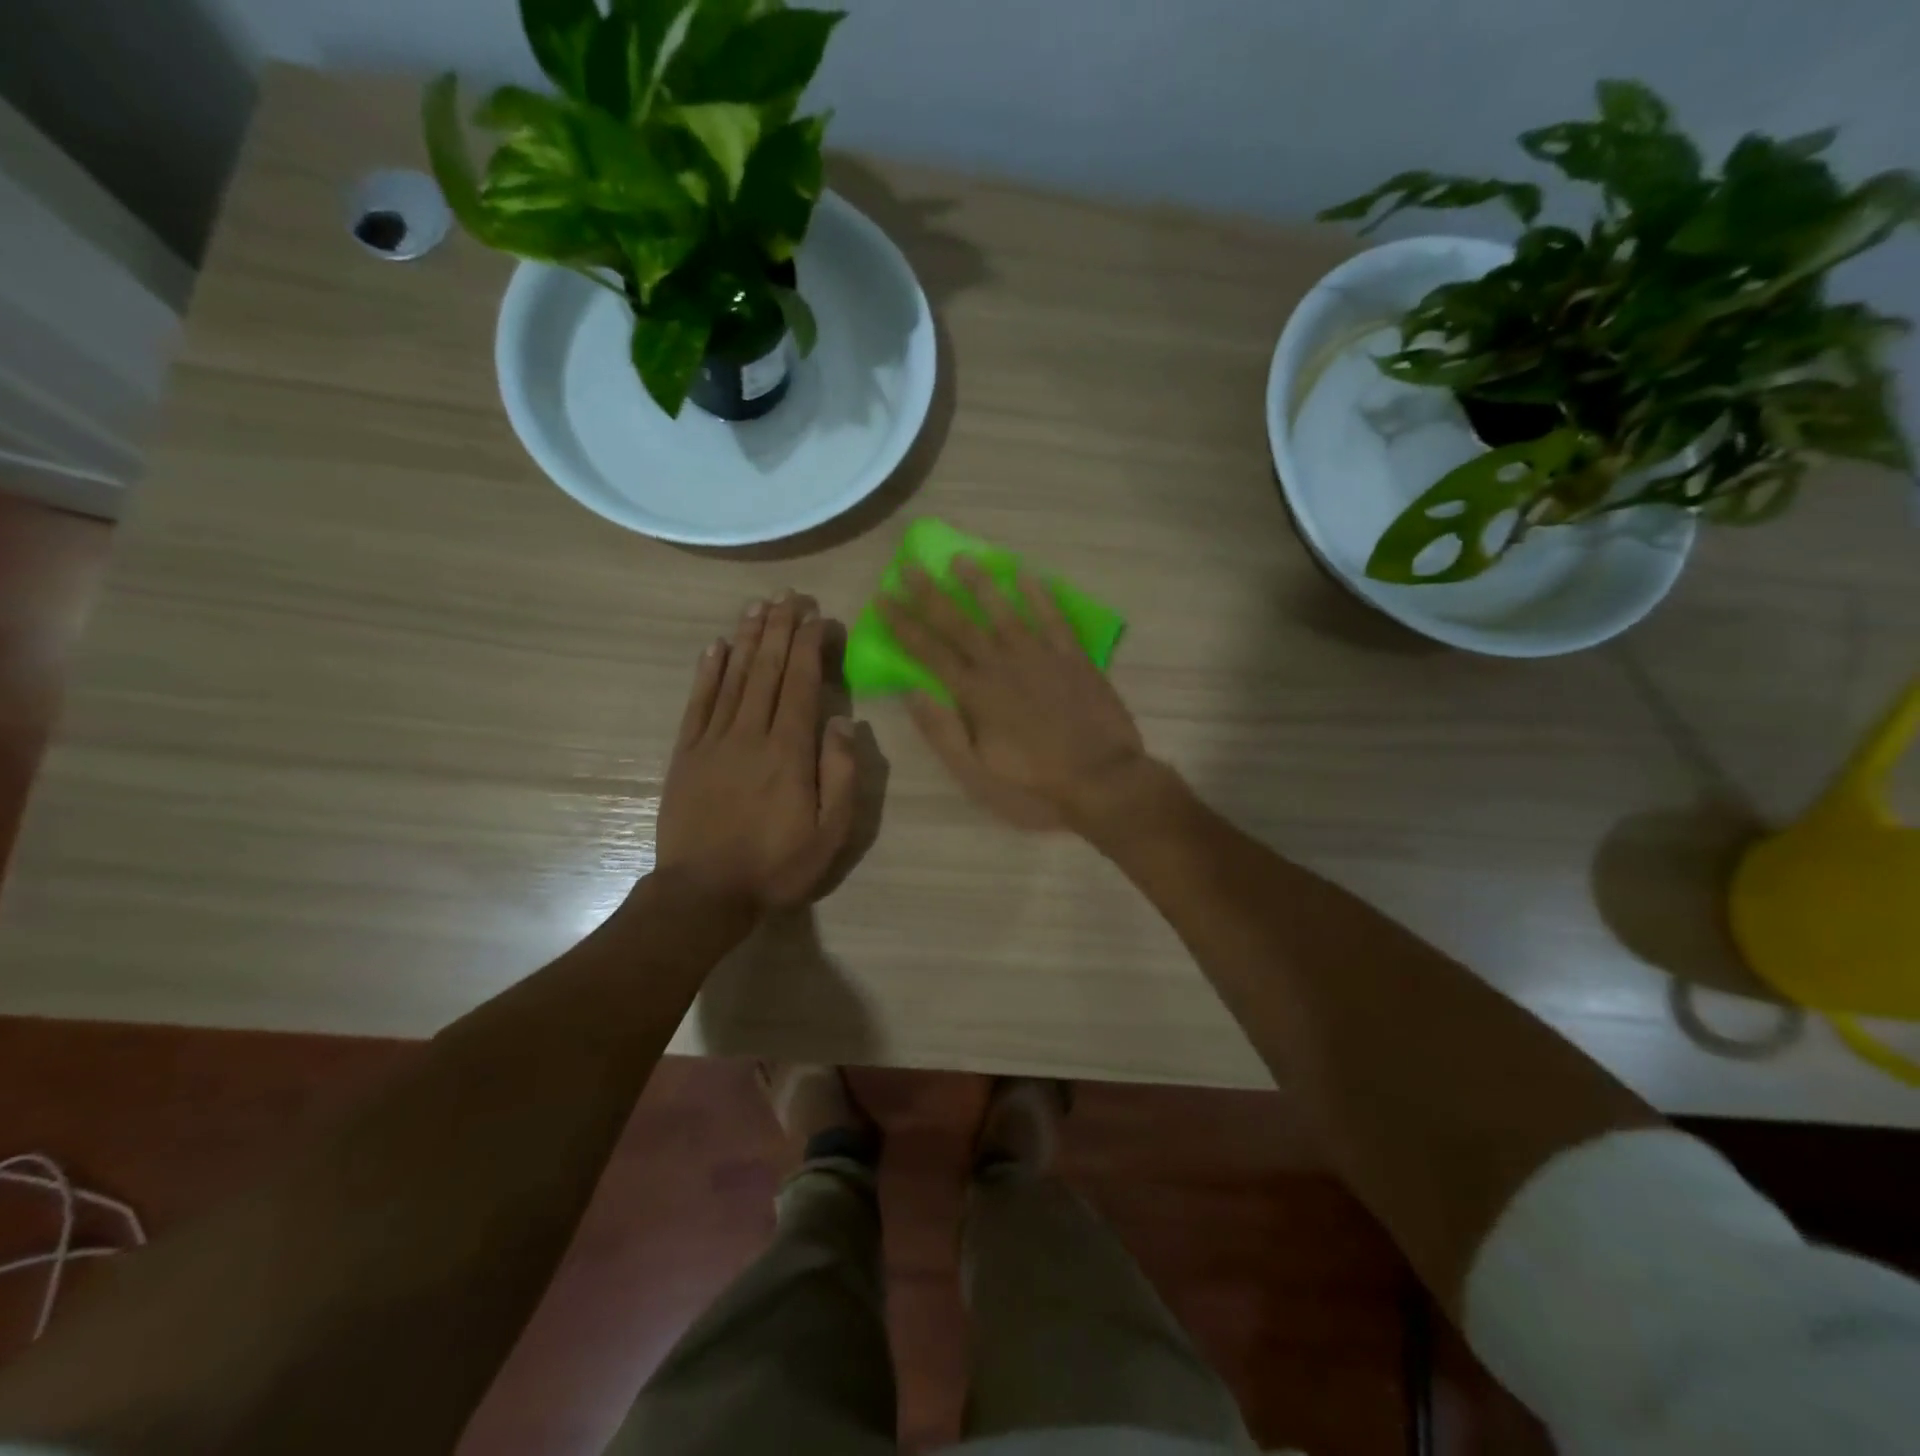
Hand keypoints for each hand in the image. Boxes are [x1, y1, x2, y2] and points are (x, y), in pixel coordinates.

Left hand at [656, 592, 861, 909]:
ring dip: (747, 638)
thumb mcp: (830, 833)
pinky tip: (715, 647)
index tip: (816, 616)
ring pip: (733, 677)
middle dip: (779, 628)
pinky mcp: (686, 754)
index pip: (801, 683)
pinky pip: (698, 703)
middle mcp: (751, 734)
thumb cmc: (776, 866)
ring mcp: (713, 741)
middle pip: (767, 670)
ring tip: (757, 606)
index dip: (808, 645)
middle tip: (788, 595)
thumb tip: (844, 722)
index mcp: (789, 751)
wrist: (703, 893)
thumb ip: (841, 774)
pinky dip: (708, 672)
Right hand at [879, 559, 1147, 830]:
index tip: (883, 597)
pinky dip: (1039, 595)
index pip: (929, 651)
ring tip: (960, 558)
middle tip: (910, 565)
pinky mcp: (1073, 657)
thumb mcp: (976, 773)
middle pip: (959, 623)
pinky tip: (1025, 574)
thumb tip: (912, 693)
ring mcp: (1040, 656)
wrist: (1101, 780)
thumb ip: (943, 732)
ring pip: (1003, 611)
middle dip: (930, 594)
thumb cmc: (1034, 784)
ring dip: (979, 584)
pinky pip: (1052, 618)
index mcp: (975, 694)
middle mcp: (1002, 665)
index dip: (903, 624)